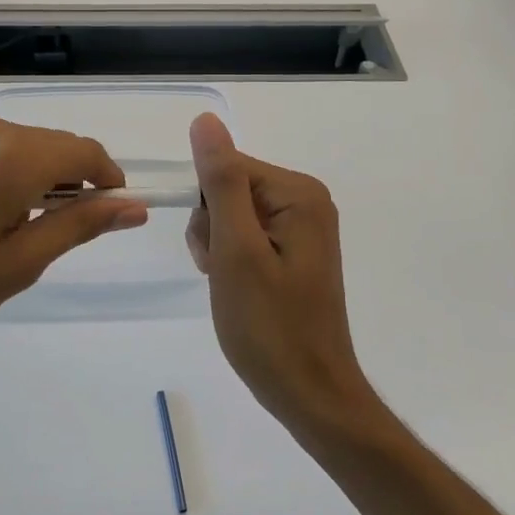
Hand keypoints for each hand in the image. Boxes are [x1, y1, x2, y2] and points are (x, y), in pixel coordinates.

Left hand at [0, 113, 147, 376]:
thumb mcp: (16, 266)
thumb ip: (78, 226)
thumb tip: (133, 206)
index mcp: (9, 156)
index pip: (83, 150)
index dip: (107, 179)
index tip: (112, 211)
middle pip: (46, 144)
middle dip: (65, 180)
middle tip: (55, 233)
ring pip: (9, 145)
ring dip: (25, 176)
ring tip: (4, 230)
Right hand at [185, 114, 380, 441]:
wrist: (309, 393)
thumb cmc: (269, 326)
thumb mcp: (236, 251)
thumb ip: (220, 182)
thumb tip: (205, 121)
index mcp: (298, 194)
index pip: (226, 168)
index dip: (207, 209)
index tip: (216, 253)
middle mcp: (306, 202)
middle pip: (229, 190)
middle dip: (213, 231)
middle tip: (225, 274)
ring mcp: (302, 229)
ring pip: (231, 216)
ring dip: (218, 249)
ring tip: (232, 288)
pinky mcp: (294, 253)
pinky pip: (247, 238)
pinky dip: (232, 262)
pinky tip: (239, 291)